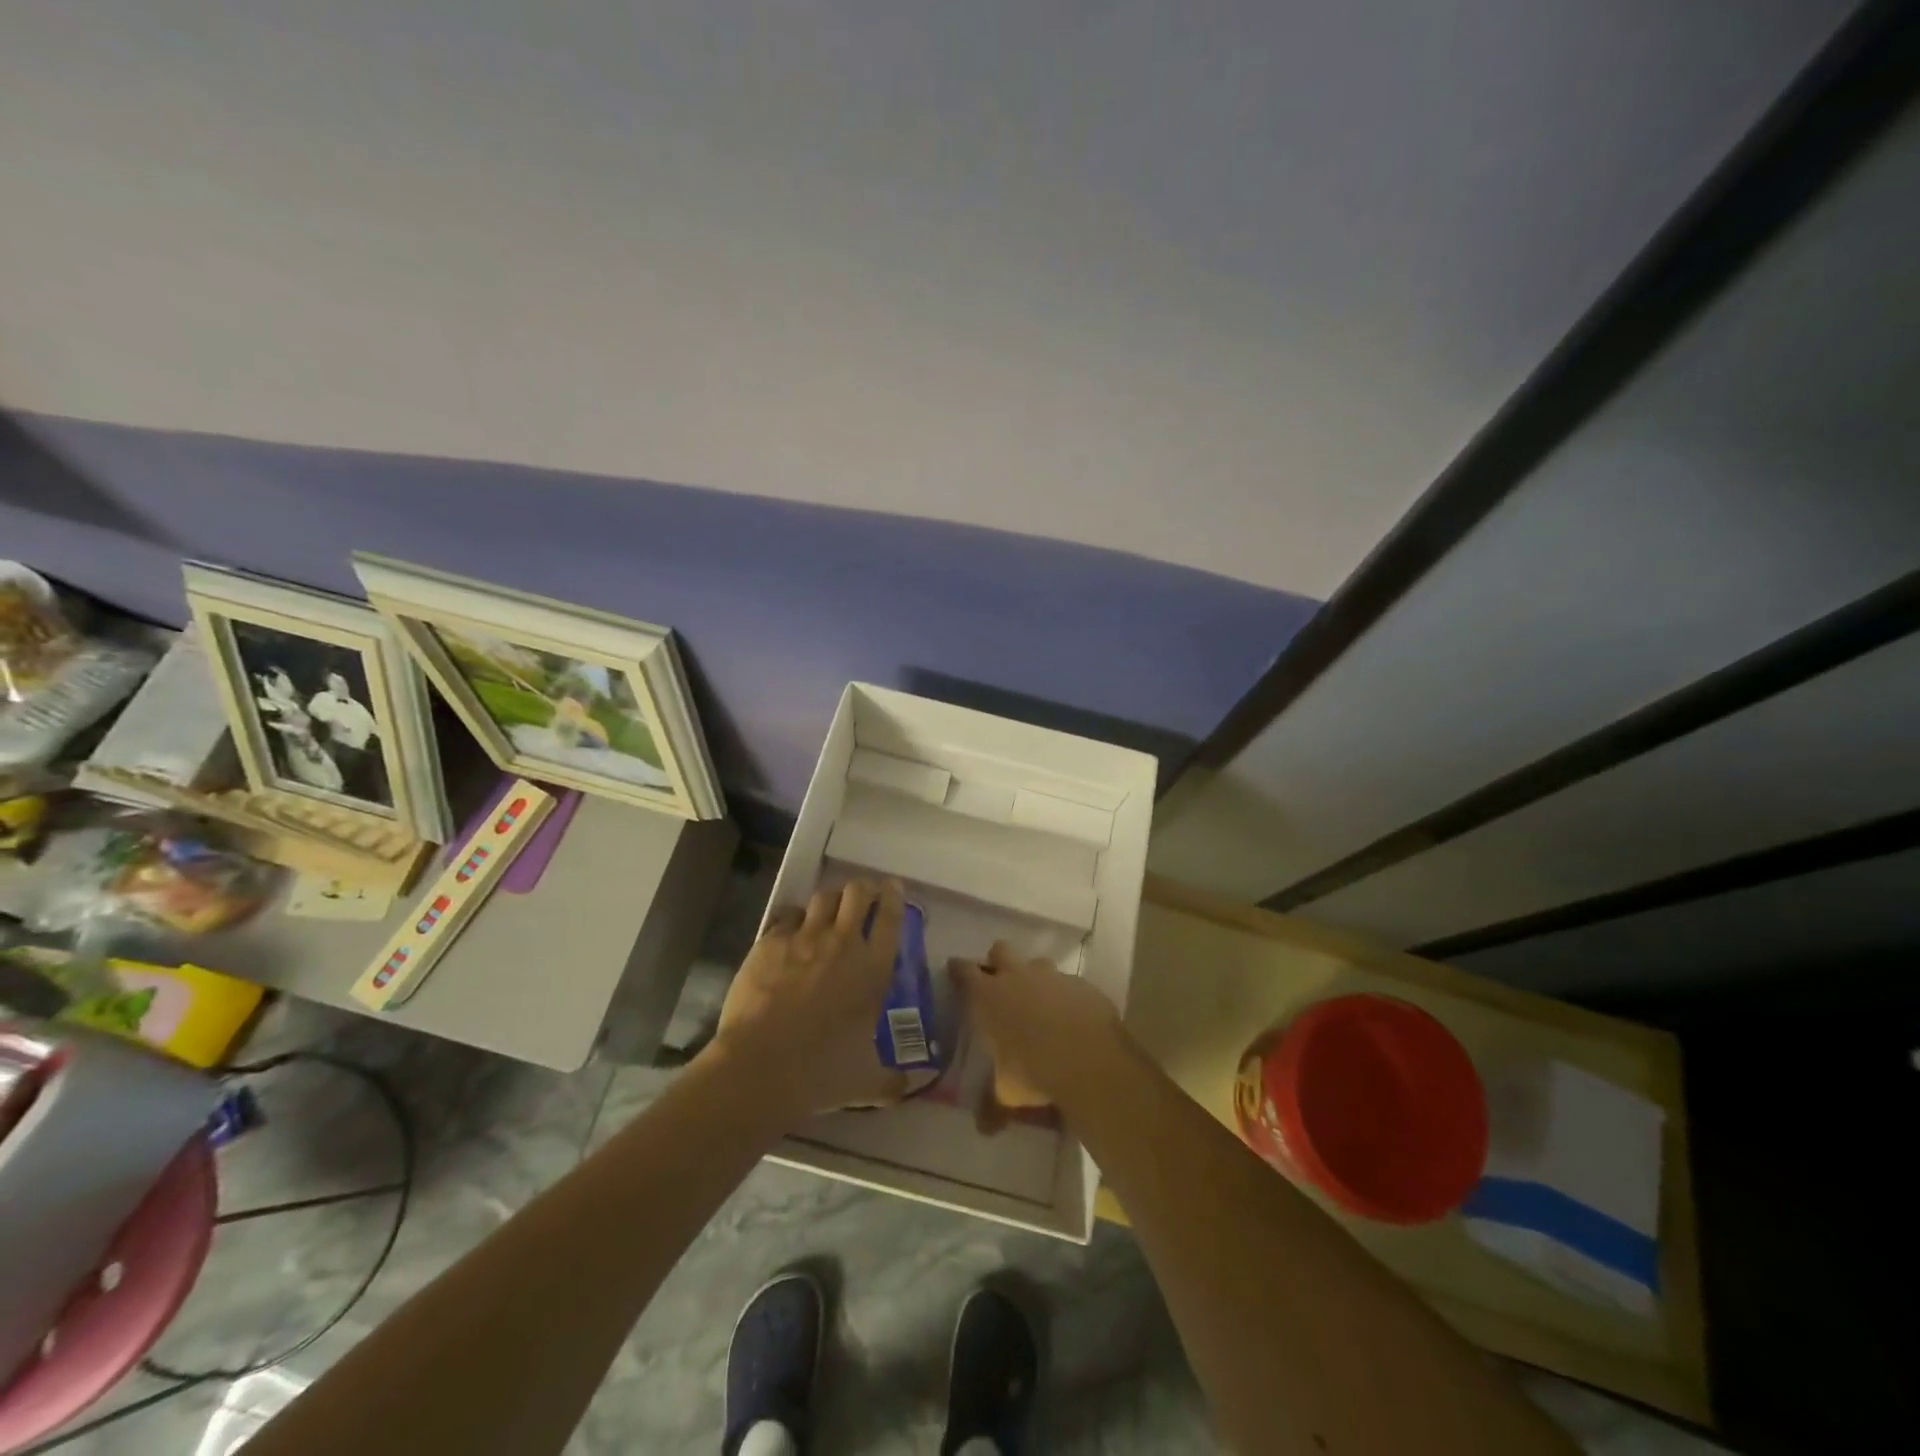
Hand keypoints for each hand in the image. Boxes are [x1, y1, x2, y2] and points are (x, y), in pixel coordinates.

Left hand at [710, 878, 909, 1114]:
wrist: (760, 1068)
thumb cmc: (821, 1073)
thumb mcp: (865, 1082)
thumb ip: (890, 1081)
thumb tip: (908, 1089)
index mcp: (873, 969)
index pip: (891, 916)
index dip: (893, 896)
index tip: (893, 888)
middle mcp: (843, 943)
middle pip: (857, 892)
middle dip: (862, 888)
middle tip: (862, 897)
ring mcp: (804, 938)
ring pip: (823, 897)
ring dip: (830, 900)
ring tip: (828, 911)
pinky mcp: (770, 942)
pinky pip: (787, 915)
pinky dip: (794, 919)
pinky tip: (790, 932)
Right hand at [953, 942, 1126, 1111]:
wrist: (1088, 1059)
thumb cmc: (1033, 1071)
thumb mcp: (1007, 1093)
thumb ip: (992, 1105)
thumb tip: (984, 1128)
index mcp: (988, 996)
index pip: (964, 971)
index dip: (958, 969)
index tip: (955, 970)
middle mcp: (1017, 976)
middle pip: (1000, 950)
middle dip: (997, 962)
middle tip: (999, 982)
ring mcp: (1051, 977)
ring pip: (1037, 963)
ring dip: (1034, 977)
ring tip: (1038, 1002)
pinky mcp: (1080, 984)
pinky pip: (1068, 983)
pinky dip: (1065, 995)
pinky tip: (1070, 1017)